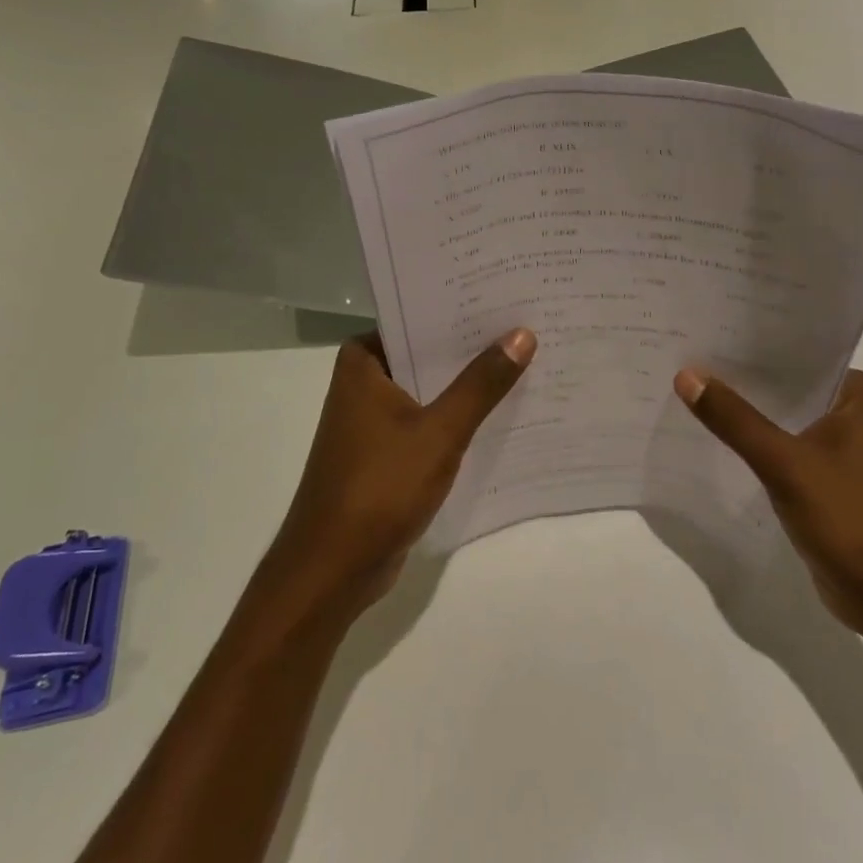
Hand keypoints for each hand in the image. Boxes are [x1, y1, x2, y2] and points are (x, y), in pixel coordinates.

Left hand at [266, 329, 536, 614]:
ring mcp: (374, 420)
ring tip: (526, 362)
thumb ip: (481, 384)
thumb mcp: (439, 431)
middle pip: (426, 353)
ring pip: (430, 389)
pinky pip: (429, 421)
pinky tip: (501, 414)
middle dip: (472, 347)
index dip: (460, 308)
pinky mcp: (386, 453)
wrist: (333, 568)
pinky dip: (457, 418)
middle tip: (528, 325)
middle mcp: (364, 383)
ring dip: (468, 385)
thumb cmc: (379, 488)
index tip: (506, 295)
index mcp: (364, 362)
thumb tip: (522, 334)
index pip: (416, 316)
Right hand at [674, 366, 862, 631]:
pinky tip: (715, 439)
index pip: (796, 355)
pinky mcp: (825, 483)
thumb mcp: (785, 463)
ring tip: (690, 391)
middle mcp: (851, 415)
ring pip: (782, 420)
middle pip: (786, 387)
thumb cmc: (851, 518)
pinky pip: (782, 451)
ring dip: (746, 414)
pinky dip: (754, 446)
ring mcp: (839, 451)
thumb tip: (686, 375)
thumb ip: (735, 420)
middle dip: (741, 379)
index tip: (704, 332)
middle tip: (685, 360)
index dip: (750, 345)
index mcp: (856, 395)